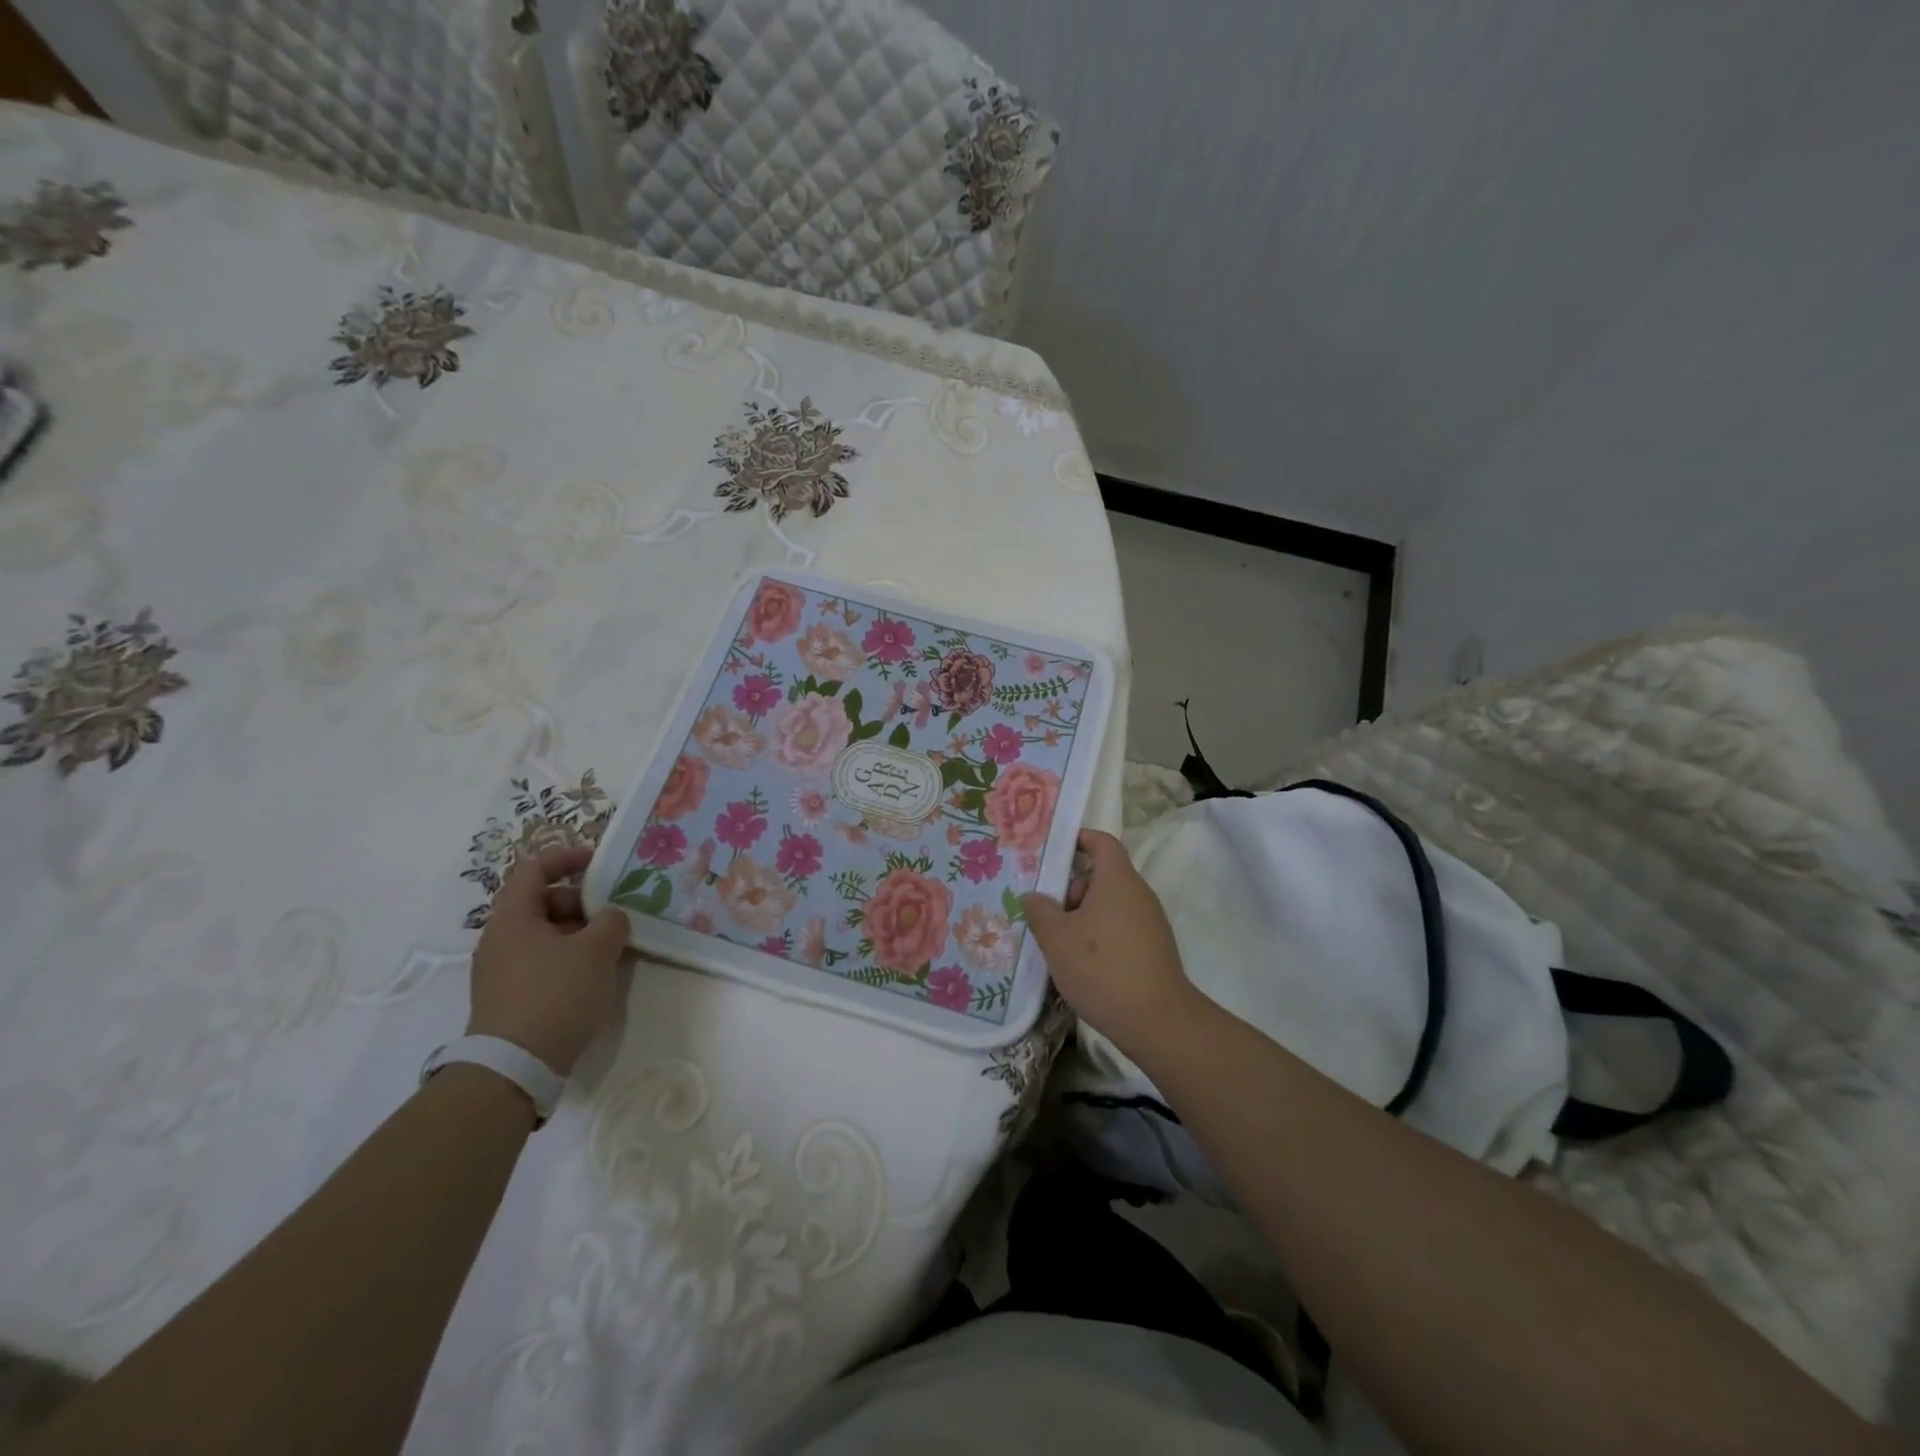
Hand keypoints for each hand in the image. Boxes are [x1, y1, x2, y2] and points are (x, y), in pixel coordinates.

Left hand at [468, 843, 629, 1076]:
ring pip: (544, 934)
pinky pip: (541, 961)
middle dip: (581, 902)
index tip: (599, 861)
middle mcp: (500, 938)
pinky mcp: (508, 997)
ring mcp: (500, 970)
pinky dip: (568, 957)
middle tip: (613, 914)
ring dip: (578, 933)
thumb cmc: (556, 994)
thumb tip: (610, 917)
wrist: (514, 1067)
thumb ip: (612, 921)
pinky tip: (593, 976)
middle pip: (542, 902)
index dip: (567, 858)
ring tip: (611, 947)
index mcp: (513, 917)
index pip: (535, 869)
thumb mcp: (597, 950)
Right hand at [1022, 829, 1199, 1055]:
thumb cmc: (1101, 968)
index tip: (1054, 853)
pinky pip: (1120, 926)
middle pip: (1101, 876)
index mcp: (1117, 880)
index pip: (1101, 841)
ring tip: (1061, 946)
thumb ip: (1040, 910)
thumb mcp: (1056, 938)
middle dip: (1072, 890)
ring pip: (1109, 904)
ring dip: (1083, 917)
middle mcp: (1138, 893)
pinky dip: (1100, 935)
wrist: (1157, 1021)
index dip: (1079, 839)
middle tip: (1049, 917)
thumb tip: (1034, 896)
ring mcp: (1150, 921)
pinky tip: (1084, 965)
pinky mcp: (1154, 947)